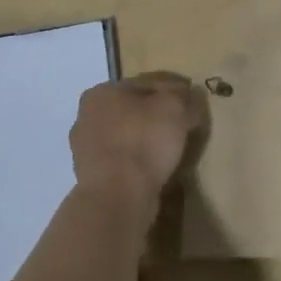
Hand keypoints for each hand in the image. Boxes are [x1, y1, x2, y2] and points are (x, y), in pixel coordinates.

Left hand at [69, 72, 208, 204]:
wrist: (117, 197)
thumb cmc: (143, 141)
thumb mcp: (174, 108)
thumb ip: (185, 97)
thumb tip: (193, 95)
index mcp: (102, 92)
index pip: (146, 83)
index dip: (173, 89)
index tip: (192, 100)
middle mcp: (87, 117)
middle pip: (133, 109)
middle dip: (156, 114)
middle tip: (183, 123)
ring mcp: (86, 150)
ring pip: (127, 136)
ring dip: (147, 139)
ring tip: (172, 148)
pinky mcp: (92, 178)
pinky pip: (123, 161)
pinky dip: (139, 161)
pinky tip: (156, 167)